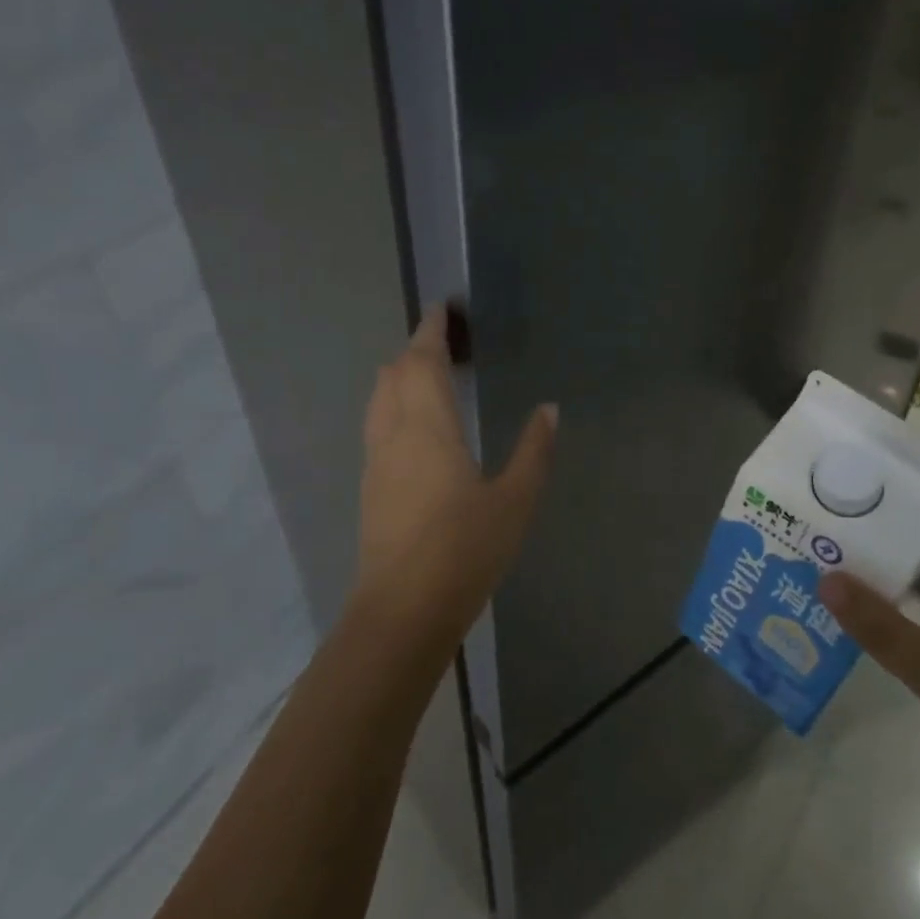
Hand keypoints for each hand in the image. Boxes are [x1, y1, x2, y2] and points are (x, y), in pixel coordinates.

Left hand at [354, 307, 557, 649]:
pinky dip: (394, 407)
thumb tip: (549, 409)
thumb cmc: (464, 550)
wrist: (402, 610)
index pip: (422, 361)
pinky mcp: (370, 487)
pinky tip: (416, 428)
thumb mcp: (514, 500)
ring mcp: (376, 461)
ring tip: (429, 377)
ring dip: (400, 378)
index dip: (429, 330)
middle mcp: (394, 434)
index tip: (441, 308)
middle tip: (443, 343)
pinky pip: (378, 426)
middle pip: (393, 374)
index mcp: (428, 427)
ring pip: (380, 400)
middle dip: (414, 350)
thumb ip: (533, 450)